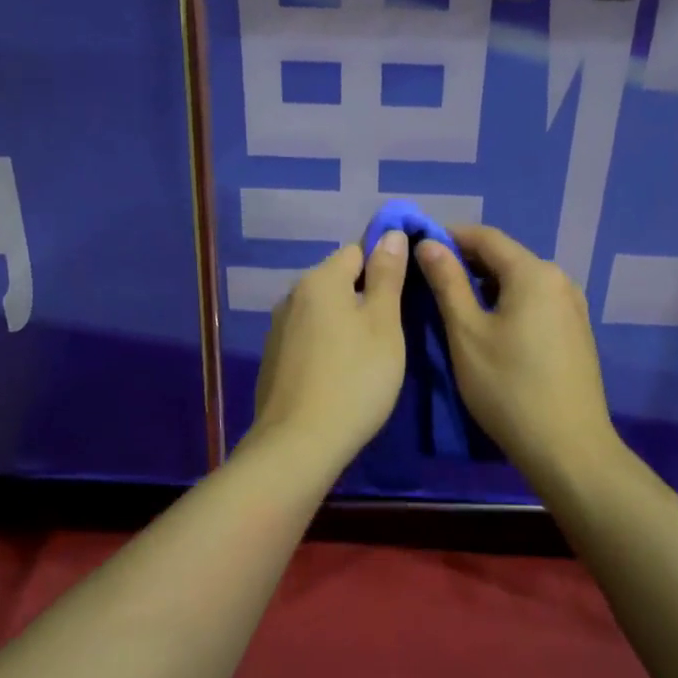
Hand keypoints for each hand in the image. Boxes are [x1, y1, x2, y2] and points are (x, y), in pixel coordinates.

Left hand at [251, 233, 408, 466]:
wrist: (298, 444)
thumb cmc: (354, 378)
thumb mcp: (384, 324)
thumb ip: (387, 276)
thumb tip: (390, 233)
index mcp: (320, 280)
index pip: (357, 250)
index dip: (384, 264)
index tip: (404, 292)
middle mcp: (292, 296)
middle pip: (337, 280)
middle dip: (364, 296)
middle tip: (391, 331)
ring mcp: (278, 329)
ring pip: (322, 311)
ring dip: (345, 322)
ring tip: (368, 356)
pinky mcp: (273, 359)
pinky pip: (308, 338)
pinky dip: (326, 346)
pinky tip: (339, 375)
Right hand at [414, 225, 619, 476]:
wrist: (570, 450)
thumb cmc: (509, 388)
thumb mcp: (466, 332)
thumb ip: (446, 282)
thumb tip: (427, 244)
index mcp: (534, 273)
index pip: (484, 236)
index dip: (448, 236)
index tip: (416, 247)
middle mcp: (558, 279)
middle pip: (504, 256)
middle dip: (465, 260)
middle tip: (428, 278)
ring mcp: (572, 306)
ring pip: (519, 279)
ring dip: (484, 283)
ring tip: (452, 302)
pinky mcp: (575, 331)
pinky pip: (534, 300)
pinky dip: (506, 301)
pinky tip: (488, 325)